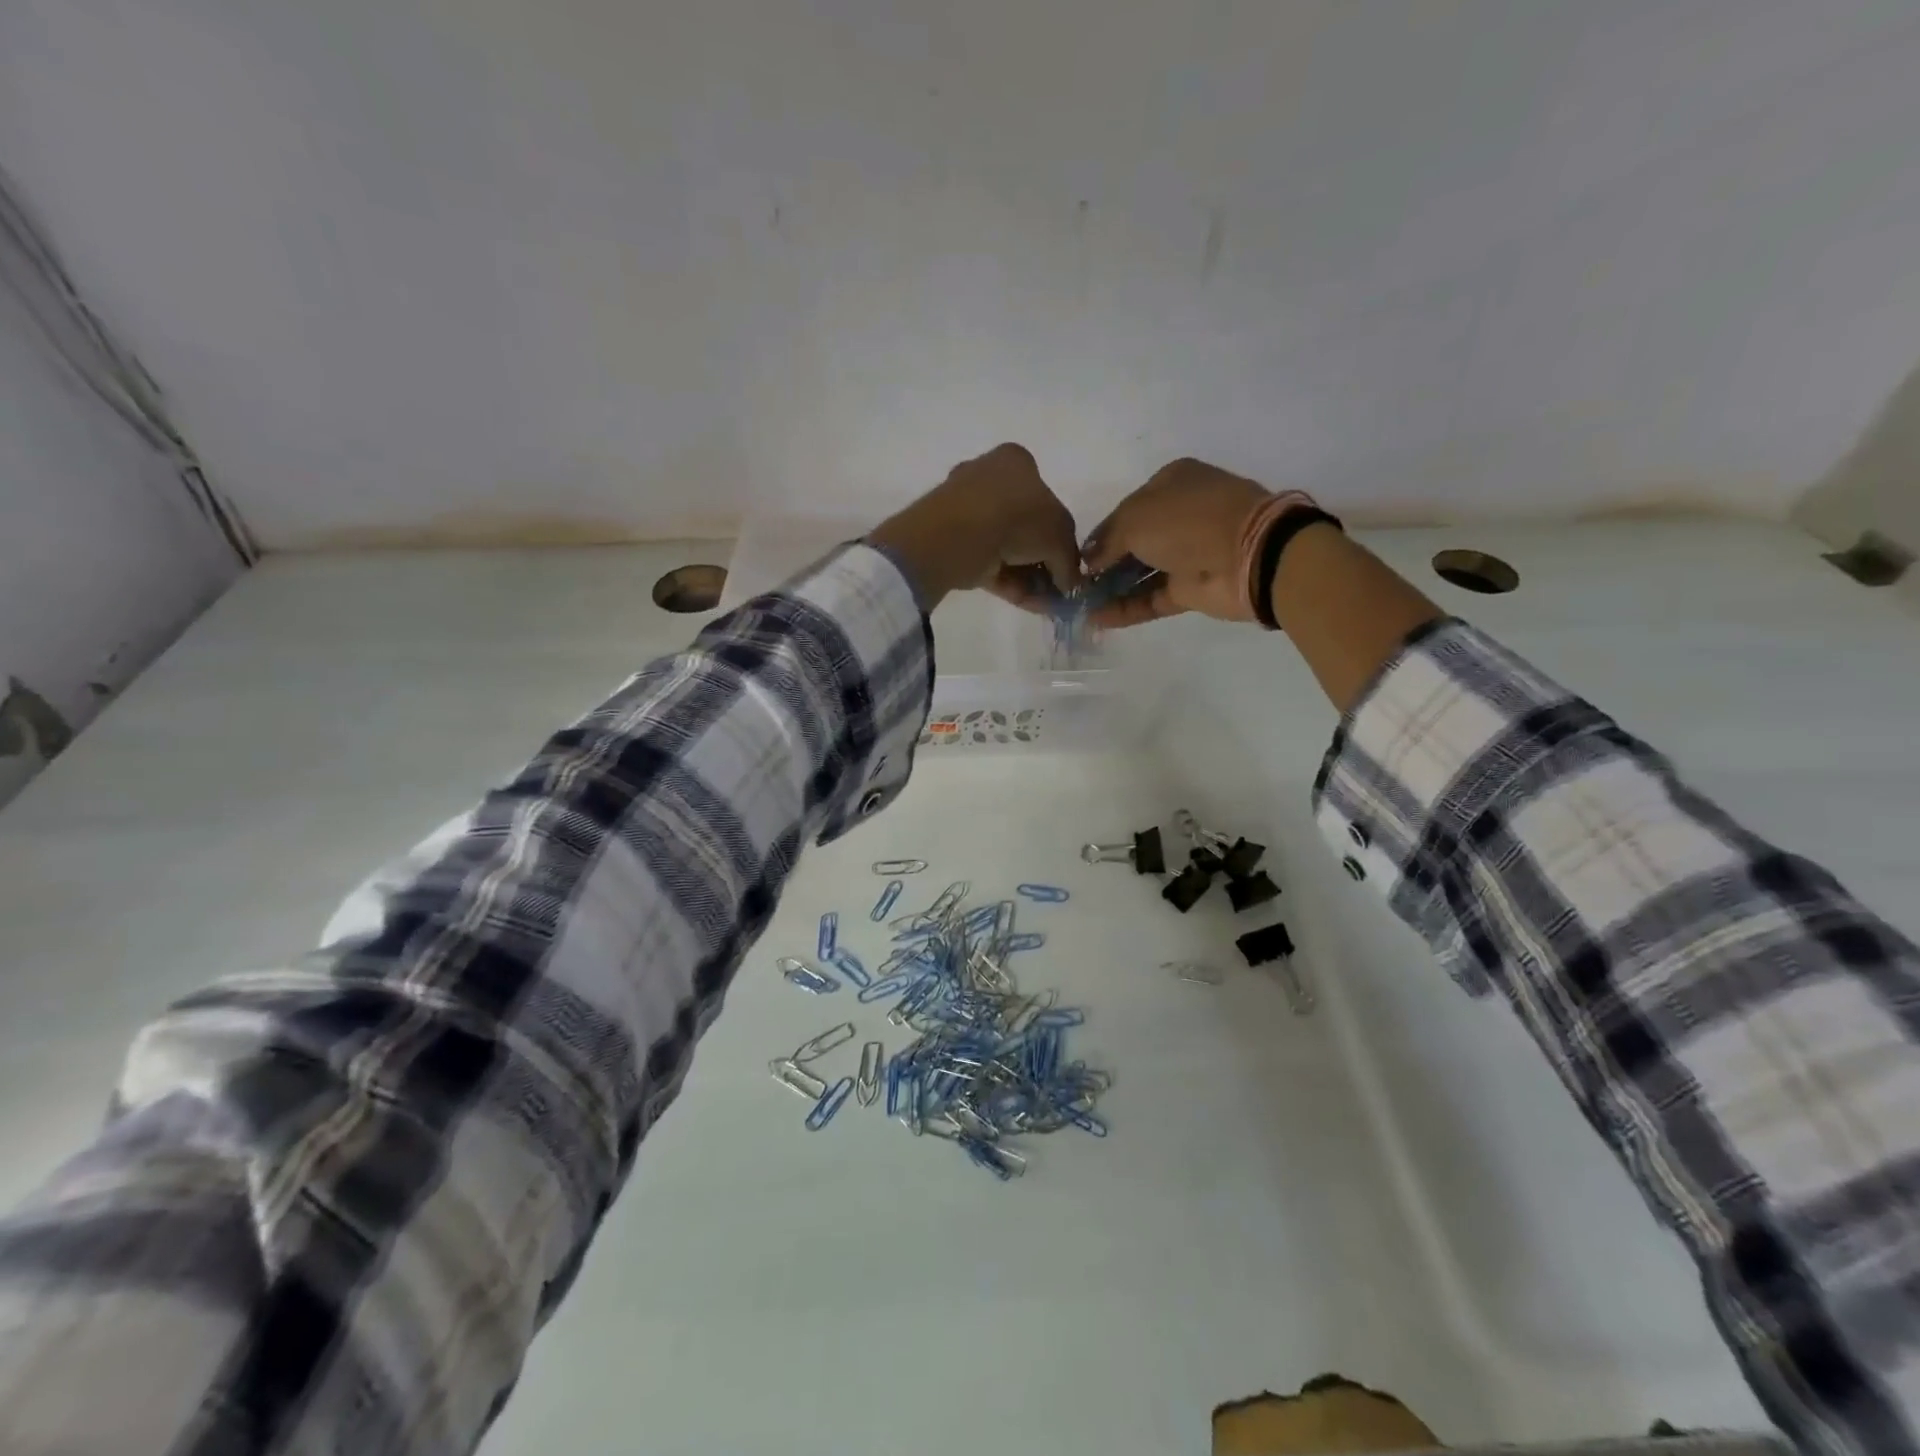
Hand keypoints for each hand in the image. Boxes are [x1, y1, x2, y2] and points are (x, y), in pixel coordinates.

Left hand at [868, 444, 1081, 610]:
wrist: (960, 534)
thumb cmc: (1018, 516)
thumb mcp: (1060, 533)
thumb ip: (1069, 558)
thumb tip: (1070, 583)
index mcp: (1015, 462)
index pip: (1045, 496)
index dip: (1060, 533)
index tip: (1067, 562)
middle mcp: (988, 480)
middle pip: (1025, 527)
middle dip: (1043, 562)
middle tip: (1057, 588)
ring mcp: (966, 513)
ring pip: (1007, 549)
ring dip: (1029, 578)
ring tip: (1046, 604)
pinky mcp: (953, 545)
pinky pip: (988, 564)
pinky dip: (1010, 584)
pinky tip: (1029, 605)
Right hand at [1082, 458, 1273, 625]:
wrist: (1248, 554)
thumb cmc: (1187, 521)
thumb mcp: (1135, 518)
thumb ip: (1106, 540)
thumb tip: (1089, 561)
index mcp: (1171, 484)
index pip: (1126, 510)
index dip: (1101, 534)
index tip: (1078, 558)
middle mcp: (1180, 516)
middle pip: (1133, 543)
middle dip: (1104, 564)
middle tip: (1077, 585)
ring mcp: (1188, 554)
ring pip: (1141, 573)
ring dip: (1111, 589)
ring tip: (1081, 606)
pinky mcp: (1192, 588)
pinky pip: (1152, 598)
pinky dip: (1127, 608)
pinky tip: (1098, 619)